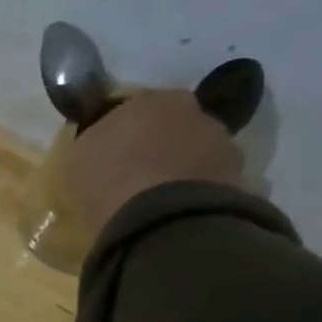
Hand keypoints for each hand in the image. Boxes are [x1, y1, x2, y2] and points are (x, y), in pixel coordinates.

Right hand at [62, 89, 247, 238]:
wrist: (159, 222)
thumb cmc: (108, 179)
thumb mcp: (79, 155)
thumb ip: (96, 140)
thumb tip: (106, 143)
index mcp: (157, 99)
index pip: (142, 108)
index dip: (128, 131)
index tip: (114, 155)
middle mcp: (199, 114)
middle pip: (177, 129)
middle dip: (162, 148)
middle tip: (139, 178)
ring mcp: (226, 149)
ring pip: (199, 157)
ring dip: (184, 173)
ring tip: (162, 205)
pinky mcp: (242, 184)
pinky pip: (213, 188)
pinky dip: (198, 199)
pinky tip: (179, 218)